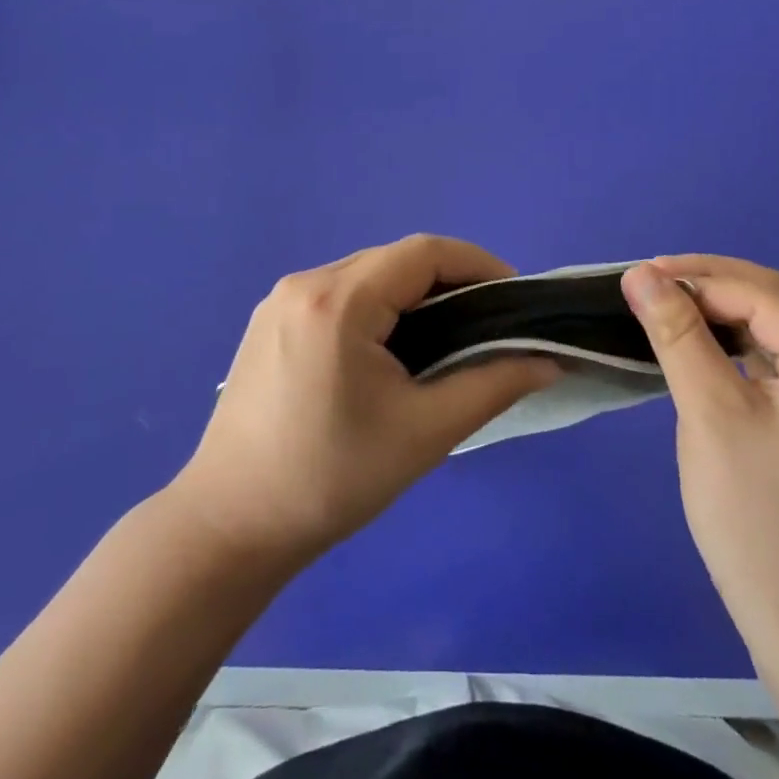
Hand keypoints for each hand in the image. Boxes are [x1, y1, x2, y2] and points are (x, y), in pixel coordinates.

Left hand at [172, 235, 560, 568]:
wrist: (230, 526)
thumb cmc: (331, 479)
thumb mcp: (424, 433)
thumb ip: (492, 386)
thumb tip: (548, 361)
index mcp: (337, 300)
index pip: (423, 252)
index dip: (478, 264)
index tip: (513, 299)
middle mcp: (304, 283)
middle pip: (393, 260)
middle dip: (448, 281)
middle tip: (485, 323)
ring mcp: (279, 300)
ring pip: (365, 275)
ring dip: (411, 294)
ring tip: (446, 336)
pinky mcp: (268, 321)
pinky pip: (337, 293)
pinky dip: (376, 306)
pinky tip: (391, 347)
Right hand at [622, 257, 778, 676]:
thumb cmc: (752, 513)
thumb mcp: (709, 412)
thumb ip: (677, 334)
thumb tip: (640, 274)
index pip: (763, 296)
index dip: (700, 278)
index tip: (639, 276)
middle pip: (775, 301)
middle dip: (710, 282)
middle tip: (649, 280)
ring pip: (771, 326)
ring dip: (718, 307)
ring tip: (664, 301)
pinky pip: (771, 356)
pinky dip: (730, 339)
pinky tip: (695, 337)